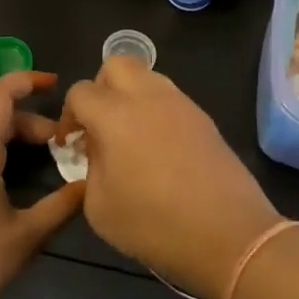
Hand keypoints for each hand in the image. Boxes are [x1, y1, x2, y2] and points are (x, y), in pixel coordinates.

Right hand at [62, 58, 280, 298]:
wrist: (229, 234)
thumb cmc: (155, 224)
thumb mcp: (100, 207)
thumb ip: (90, 168)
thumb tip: (98, 149)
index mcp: (115, 114)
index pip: (81, 91)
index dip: (69, 116)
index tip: (72, 145)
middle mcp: (148, 97)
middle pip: (116, 64)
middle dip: (100, 88)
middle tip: (99, 124)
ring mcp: (181, 104)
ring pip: (147, 76)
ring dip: (130, 95)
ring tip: (129, 136)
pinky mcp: (204, 118)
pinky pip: (170, 98)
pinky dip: (156, 110)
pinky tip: (158, 148)